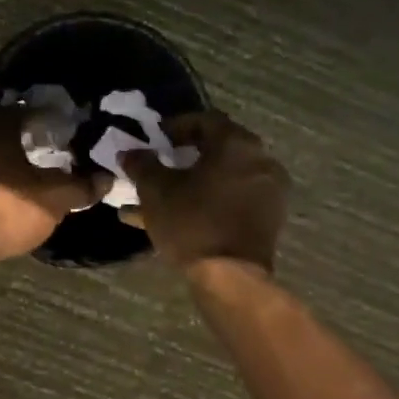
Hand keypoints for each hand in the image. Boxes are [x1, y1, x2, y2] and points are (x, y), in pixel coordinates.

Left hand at [0, 107, 107, 259]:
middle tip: (57, 159)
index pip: (22, 112)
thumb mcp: (55, 197)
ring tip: (39, 187)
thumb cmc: (7, 207)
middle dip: (28, 149)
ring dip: (11, 176)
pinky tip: (16, 211)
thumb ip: (81, 187)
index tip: (65, 129)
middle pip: (3, 140)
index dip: (45, 119)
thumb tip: (106, 179)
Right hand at [122, 112, 289, 270]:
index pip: (205, 120)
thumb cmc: (192, 222)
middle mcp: (259, 161)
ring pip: (222, 178)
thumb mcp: (155, 190)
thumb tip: (130, 152)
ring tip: (162, 195)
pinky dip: (208, 201)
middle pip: (217, 149)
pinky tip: (177, 216)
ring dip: (193, 181)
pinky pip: (232, 199)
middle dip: (184, 155)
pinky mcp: (267, 219)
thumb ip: (141, 164)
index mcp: (236, 144)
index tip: (155, 139)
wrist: (231, 278)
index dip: (176, 126)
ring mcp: (268, 192)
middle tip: (161, 162)